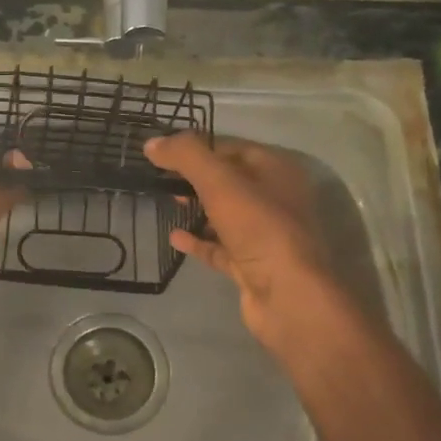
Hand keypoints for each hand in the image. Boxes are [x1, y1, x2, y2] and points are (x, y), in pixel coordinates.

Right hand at [144, 132, 346, 355]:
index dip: (198, 146)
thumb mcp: (220, 182)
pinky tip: (174, 236)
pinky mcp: (252, 265)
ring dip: (196, 208)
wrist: (288, 297)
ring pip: (224, 214)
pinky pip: (220, 247)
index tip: (163, 151)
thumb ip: (187, 156)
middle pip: (228, 180)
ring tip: (166, 201)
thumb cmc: (259, 228)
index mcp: (276, 170)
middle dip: (195, 177)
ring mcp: (265, 234)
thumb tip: (152, 143)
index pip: (231, 147)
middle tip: (161, 177)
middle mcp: (275, 198)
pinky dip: (198, 240)